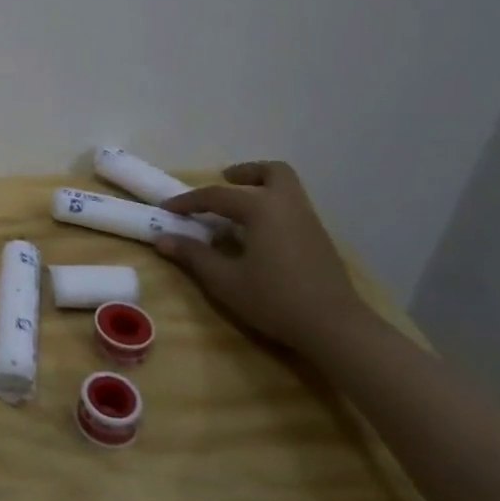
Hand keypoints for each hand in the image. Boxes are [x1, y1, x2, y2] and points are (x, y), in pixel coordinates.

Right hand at [153, 160, 369, 355]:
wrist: (336, 328)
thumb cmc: (275, 299)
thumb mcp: (225, 281)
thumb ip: (193, 255)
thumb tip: (163, 239)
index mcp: (261, 208)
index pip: (216, 196)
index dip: (188, 201)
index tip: (167, 209)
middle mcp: (287, 205)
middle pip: (271, 172)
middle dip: (246, 173)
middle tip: (225, 183)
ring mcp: (309, 221)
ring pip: (287, 188)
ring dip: (261, 189)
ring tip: (238, 210)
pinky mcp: (320, 240)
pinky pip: (293, 208)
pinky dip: (273, 208)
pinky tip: (260, 235)